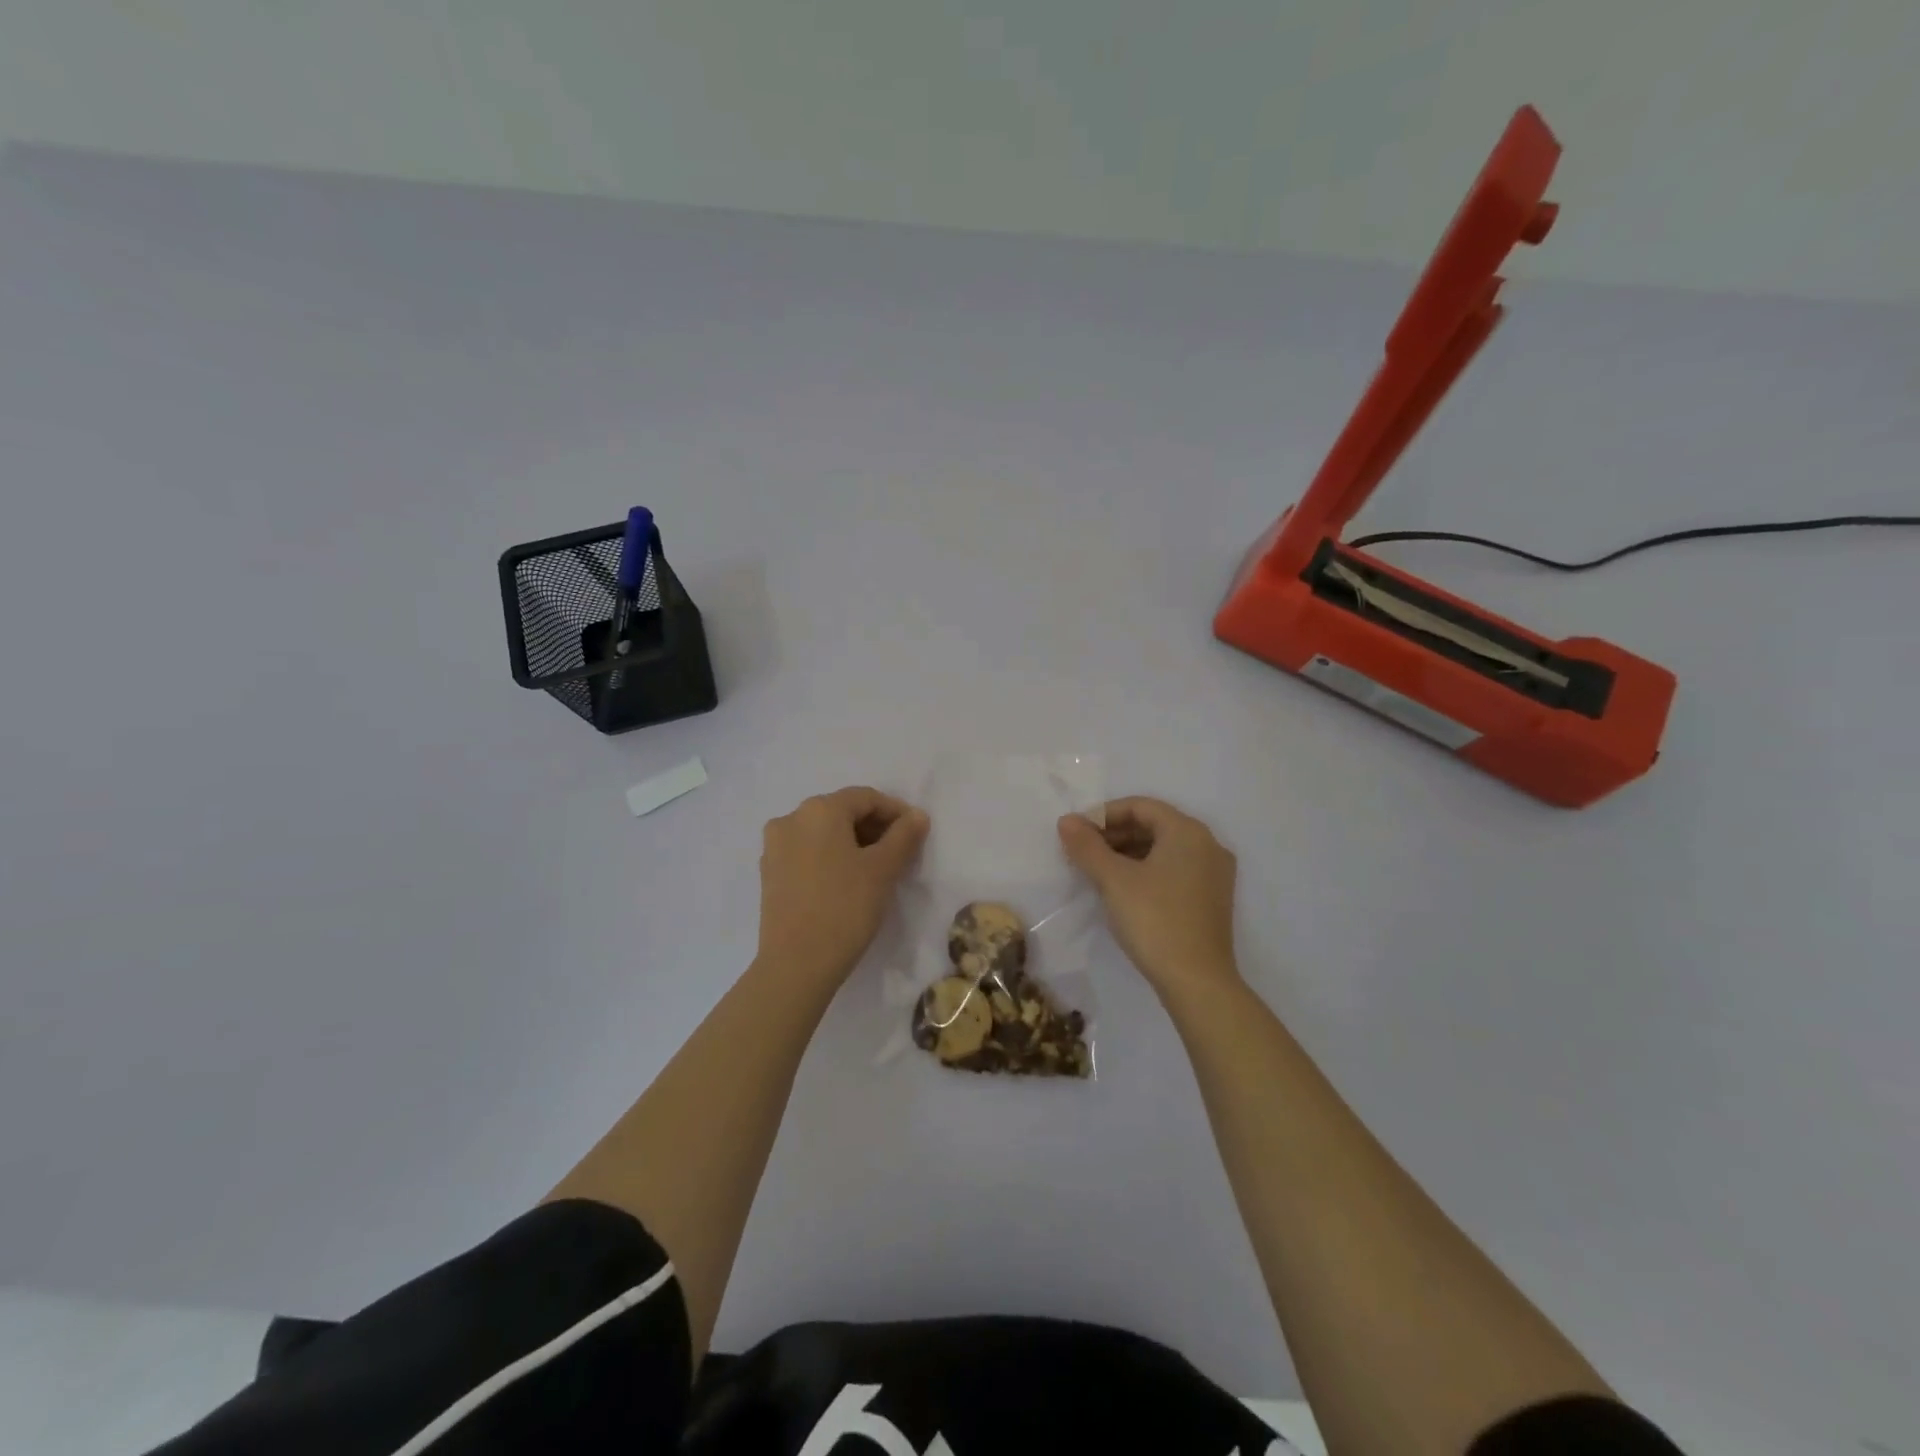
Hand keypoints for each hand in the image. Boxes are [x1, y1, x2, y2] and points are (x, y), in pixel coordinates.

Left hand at [757, 787, 928, 986]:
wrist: (796, 964)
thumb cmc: (845, 907)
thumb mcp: (883, 869)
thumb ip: (904, 836)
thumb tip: (917, 815)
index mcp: (819, 810)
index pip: (866, 798)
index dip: (895, 812)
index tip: (916, 833)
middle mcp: (791, 819)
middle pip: (841, 812)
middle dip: (873, 827)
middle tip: (900, 852)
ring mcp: (775, 847)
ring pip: (823, 833)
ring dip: (852, 843)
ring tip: (876, 868)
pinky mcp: (769, 873)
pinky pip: (806, 852)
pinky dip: (830, 857)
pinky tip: (846, 881)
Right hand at [1058, 797, 1239, 1000]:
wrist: (1198, 982)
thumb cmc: (1154, 920)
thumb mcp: (1113, 880)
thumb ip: (1087, 846)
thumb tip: (1066, 820)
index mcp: (1188, 832)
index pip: (1140, 806)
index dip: (1103, 814)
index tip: (1076, 833)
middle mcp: (1208, 845)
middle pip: (1154, 825)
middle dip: (1114, 834)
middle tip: (1082, 852)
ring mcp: (1214, 874)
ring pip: (1164, 849)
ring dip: (1128, 853)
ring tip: (1097, 871)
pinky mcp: (1212, 900)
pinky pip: (1175, 870)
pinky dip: (1146, 870)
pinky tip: (1123, 889)